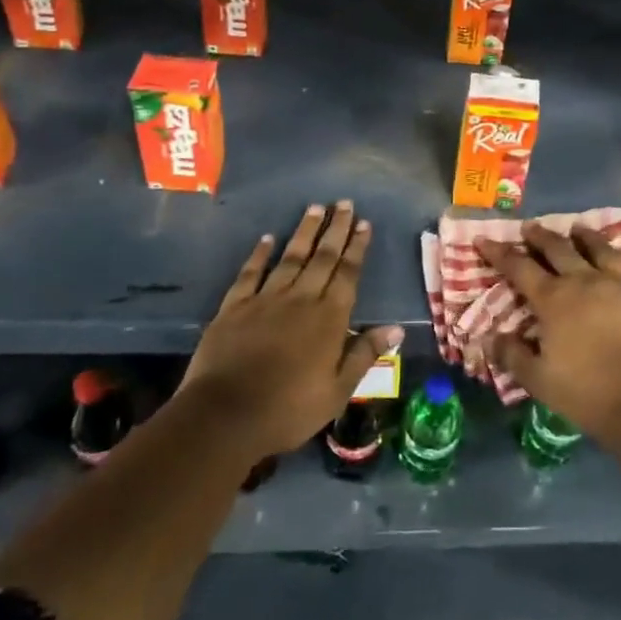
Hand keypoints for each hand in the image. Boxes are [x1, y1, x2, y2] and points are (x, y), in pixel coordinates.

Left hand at [178, 201, 402, 461]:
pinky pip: (250, 273)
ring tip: (315, 208)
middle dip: (335, 229)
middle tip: (344, 203)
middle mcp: (300, 299)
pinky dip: (259, 254)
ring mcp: (265, 300)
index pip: (347, 274)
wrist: (224, 416)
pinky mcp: (234, 307)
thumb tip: (396, 328)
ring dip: (304, 232)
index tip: (364, 223)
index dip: (357, 247)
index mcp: (329, 319)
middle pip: (322, 257)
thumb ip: (364, 354)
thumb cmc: (288, 410)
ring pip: (290, 257)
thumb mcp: (337, 392)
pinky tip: (267, 238)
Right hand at [478, 223, 620, 451]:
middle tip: (530, 227)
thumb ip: (512, 355)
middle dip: (540, 236)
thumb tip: (490, 337)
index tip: (483, 240)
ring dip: (588, 237)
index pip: (519, 267)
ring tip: (579, 229)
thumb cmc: (587, 394)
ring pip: (604, 250)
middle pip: (560, 249)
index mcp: (555, 299)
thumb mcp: (539, 381)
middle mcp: (588, 281)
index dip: (499, 252)